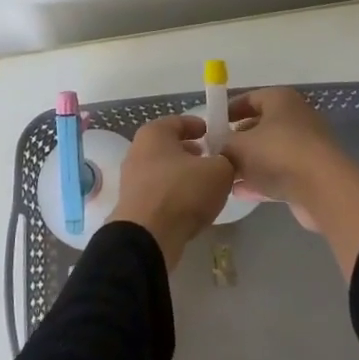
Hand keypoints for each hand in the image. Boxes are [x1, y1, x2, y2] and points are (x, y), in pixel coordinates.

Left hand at [109, 115, 236, 268]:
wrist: (148, 238)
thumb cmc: (182, 192)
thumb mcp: (219, 171)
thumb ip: (226, 160)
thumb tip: (224, 162)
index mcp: (154, 133)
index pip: (180, 121)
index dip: (200, 126)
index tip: (216, 135)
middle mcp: (138, 151)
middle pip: (170, 146)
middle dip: (191, 152)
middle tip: (212, 160)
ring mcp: (132, 179)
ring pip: (164, 170)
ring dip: (183, 175)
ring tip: (205, 186)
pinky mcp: (133, 204)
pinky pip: (159, 192)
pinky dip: (174, 194)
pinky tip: (191, 206)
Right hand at [222, 87, 354, 210]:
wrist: (324, 190)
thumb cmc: (277, 154)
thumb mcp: (238, 146)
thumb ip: (222, 143)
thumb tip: (215, 146)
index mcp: (280, 99)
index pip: (248, 99)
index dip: (227, 111)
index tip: (209, 127)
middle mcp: (295, 117)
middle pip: (259, 126)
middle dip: (236, 141)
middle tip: (215, 155)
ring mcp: (305, 146)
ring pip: (269, 152)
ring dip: (248, 164)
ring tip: (224, 177)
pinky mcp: (310, 173)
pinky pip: (279, 173)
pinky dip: (261, 180)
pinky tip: (240, 193)